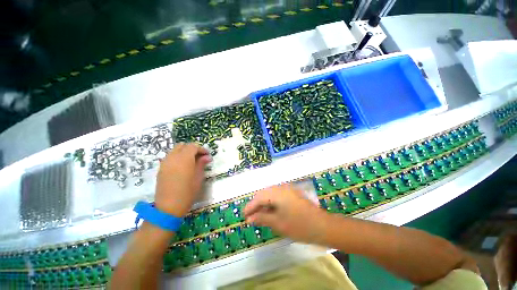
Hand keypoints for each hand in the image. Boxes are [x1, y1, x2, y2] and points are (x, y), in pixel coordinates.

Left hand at [155, 143, 210, 216]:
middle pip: (183, 146)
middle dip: (192, 149)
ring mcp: (165, 162)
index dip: (201, 149)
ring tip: (192, 161)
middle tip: (200, 157)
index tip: (207, 155)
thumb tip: (207, 157)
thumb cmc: (188, 192)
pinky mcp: (161, 168)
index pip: (193, 146)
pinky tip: (182, 167)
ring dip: (184, 152)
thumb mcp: (198, 177)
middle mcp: (173, 157)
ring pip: (175, 150)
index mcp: (184, 158)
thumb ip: (202, 164)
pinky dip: (177, 157)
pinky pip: (170, 157)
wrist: (168, 207)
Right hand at [244, 184, 327, 243]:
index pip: (258, 198)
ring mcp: (287, 189)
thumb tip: (250, 218)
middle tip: (251, 217)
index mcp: (276, 193)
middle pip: (263, 194)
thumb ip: (262, 218)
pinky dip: (272, 202)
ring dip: (264, 203)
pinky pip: (277, 195)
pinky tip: (271, 211)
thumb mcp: (278, 223)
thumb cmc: (299, 226)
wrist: (322, 226)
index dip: (250, 207)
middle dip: (256, 205)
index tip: (244, 216)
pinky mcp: (292, 193)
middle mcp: (281, 187)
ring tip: (260, 215)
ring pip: (270, 194)